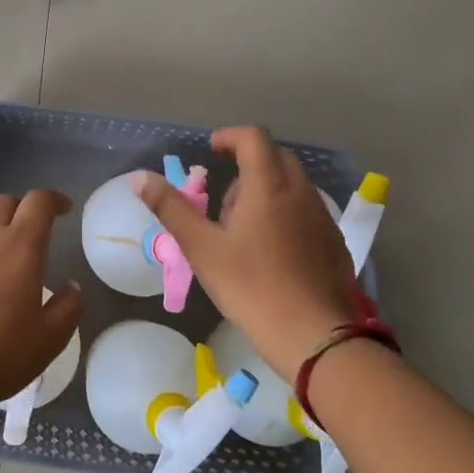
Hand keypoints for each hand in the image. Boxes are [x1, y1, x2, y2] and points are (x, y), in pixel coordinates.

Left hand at [0, 190, 83, 410]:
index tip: (64, 209)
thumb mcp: (51, 337)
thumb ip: (68, 307)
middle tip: (32, 226)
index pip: (38, 203)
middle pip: (2, 202)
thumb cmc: (1, 352)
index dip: (53, 199)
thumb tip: (71, 287)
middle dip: (21, 207)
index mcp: (20, 246)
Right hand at [139, 126, 365, 384]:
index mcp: (268, 185)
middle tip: (224, 200)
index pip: (253, 137)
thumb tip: (140, 178)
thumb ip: (171, 208)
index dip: (229, 136)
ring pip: (292, 184)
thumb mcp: (202, 248)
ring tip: (244, 229)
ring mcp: (322, 216)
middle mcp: (301, 191)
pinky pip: (306, 210)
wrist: (314, 336)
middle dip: (247, 165)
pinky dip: (285, 212)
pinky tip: (272, 251)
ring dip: (266, 190)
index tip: (211, 151)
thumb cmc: (251, 287)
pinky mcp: (334, 241)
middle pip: (275, 156)